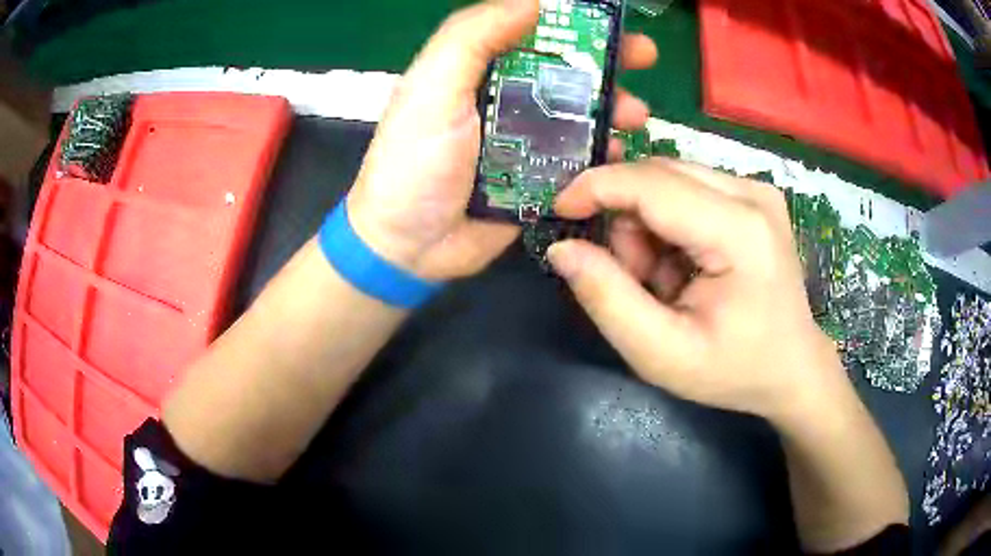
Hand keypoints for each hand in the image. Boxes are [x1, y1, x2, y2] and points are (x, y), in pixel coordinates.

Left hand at [347, 0, 658, 281]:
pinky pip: (578, 158)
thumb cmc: (413, 161)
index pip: (530, 32)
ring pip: (577, 113)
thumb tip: (533, 0)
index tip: (610, 21)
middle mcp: (503, 98)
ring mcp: (523, 140)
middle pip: (562, 70)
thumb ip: (473, 37)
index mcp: (477, 70)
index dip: (571, 23)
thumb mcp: (432, 88)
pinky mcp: (536, 179)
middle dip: (605, 61)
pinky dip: (602, 152)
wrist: (408, 246)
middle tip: (644, 57)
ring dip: (611, 107)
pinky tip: (619, 151)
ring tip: (636, 114)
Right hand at [547, 160, 847, 420]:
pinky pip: (688, 189)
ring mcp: (756, 188)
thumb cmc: (734, 370)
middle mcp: (752, 192)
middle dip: (628, 221)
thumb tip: (562, 249)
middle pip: (658, 174)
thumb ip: (607, 300)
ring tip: (666, 280)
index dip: (595, 188)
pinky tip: (686, 265)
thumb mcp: (661, 354)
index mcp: (740, 230)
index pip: (652, 183)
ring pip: (670, 180)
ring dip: (649, 225)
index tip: (559, 211)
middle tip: (638, 279)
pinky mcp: (754, 193)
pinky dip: (671, 225)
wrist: (793, 368)